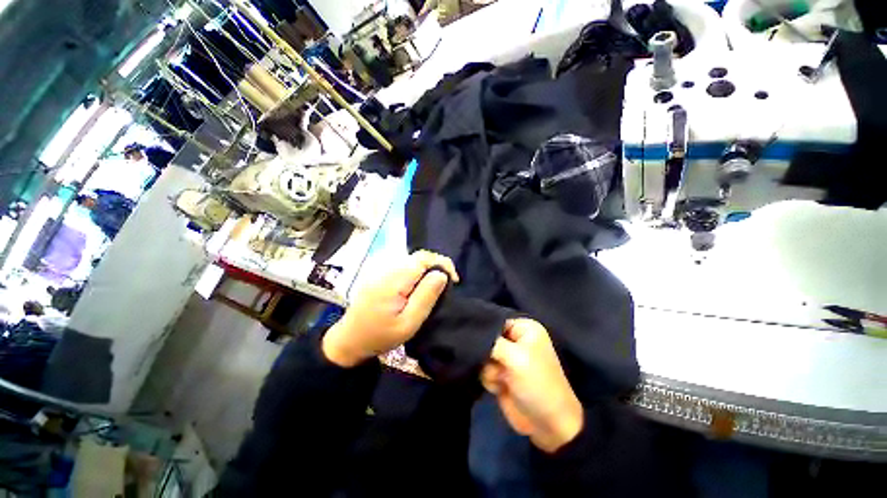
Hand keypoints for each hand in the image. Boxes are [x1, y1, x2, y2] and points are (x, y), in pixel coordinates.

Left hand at [322, 251, 458, 367]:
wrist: (350, 340)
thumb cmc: (380, 336)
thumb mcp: (408, 323)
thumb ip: (425, 297)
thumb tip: (441, 274)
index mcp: (393, 279)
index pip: (423, 258)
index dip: (442, 263)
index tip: (453, 280)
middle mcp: (386, 268)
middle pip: (418, 256)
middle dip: (436, 266)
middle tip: (446, 285)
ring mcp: (381, 269)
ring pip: (411, 260)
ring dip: (427, 269)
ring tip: (434, 286)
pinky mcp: (379, 273)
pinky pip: (403, 265)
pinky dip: (417, 271)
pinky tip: (418, 286)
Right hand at [481, 319, 583, 452]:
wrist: (548, 425)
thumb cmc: (536, 383)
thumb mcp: (515, 357)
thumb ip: (490, 342)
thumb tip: (470, 335)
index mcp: (524, 329)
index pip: (495, 319)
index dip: (484, 328)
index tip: (473, 337)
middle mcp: (515, 340)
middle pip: (486, 338)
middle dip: (487, 352)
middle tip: (494, 362)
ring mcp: (507, 358)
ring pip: (482, 355)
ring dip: (489, 368)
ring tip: (502, 379)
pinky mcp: (501, 375)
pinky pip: (484, 369)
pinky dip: (490, 379)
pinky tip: (500, 387)